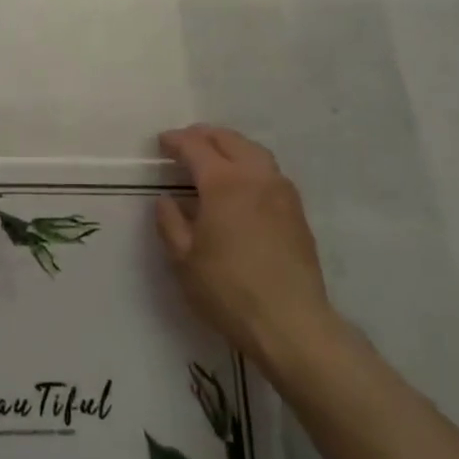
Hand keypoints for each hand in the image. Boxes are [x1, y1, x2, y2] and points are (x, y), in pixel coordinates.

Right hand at [155, 124, 333, 371]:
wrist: (291, 322)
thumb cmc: (228, 290)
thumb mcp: (184, 259)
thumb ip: (170, 223)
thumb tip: (166, 199)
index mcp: (224, 183)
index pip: (196, 147)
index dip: (176, 141)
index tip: (162, 142)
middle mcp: (256, 177)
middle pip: (230, 140)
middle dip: (205, 136)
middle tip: (186, 142)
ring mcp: (282, 192)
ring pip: (255, 152)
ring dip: (231, 146)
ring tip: (214, 156)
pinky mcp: (297, 211)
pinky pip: (270, 172)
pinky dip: (250, 164)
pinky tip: (241, 184)